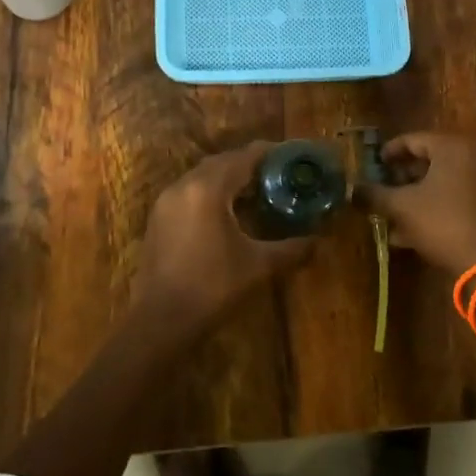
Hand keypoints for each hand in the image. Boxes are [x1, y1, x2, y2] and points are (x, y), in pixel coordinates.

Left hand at [137, 143, 312, 323]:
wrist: (160, 322)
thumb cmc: (212, 288)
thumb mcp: (258, 266)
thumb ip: (291, 249)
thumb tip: (317, 241)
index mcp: (209, 188)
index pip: (244, 157)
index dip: (270, 153)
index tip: (292, 157)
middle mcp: (184, 185)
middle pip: (222, 162)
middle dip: (250, 165)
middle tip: (278, 175)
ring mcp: (166, 201)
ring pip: (203, 176)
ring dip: (229, 179)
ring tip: (256, 192)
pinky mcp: (158, 218)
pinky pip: (189, 192)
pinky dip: (211, 193)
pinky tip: (227, 213)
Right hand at [356, 132, 475, 275]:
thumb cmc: (440, 222)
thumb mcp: (401, 206)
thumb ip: (374, 194)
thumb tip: (351, 189)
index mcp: (452, 148)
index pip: (413, 140)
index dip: (389, 152)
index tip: (373, 164)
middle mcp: (471, 157)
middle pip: (428, 160)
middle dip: (401, 176)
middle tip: (381, 187)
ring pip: (439, 182)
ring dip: (413, 195)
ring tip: (390, 212)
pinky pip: (452, 198)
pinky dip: (431, 208)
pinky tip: (408, 232)